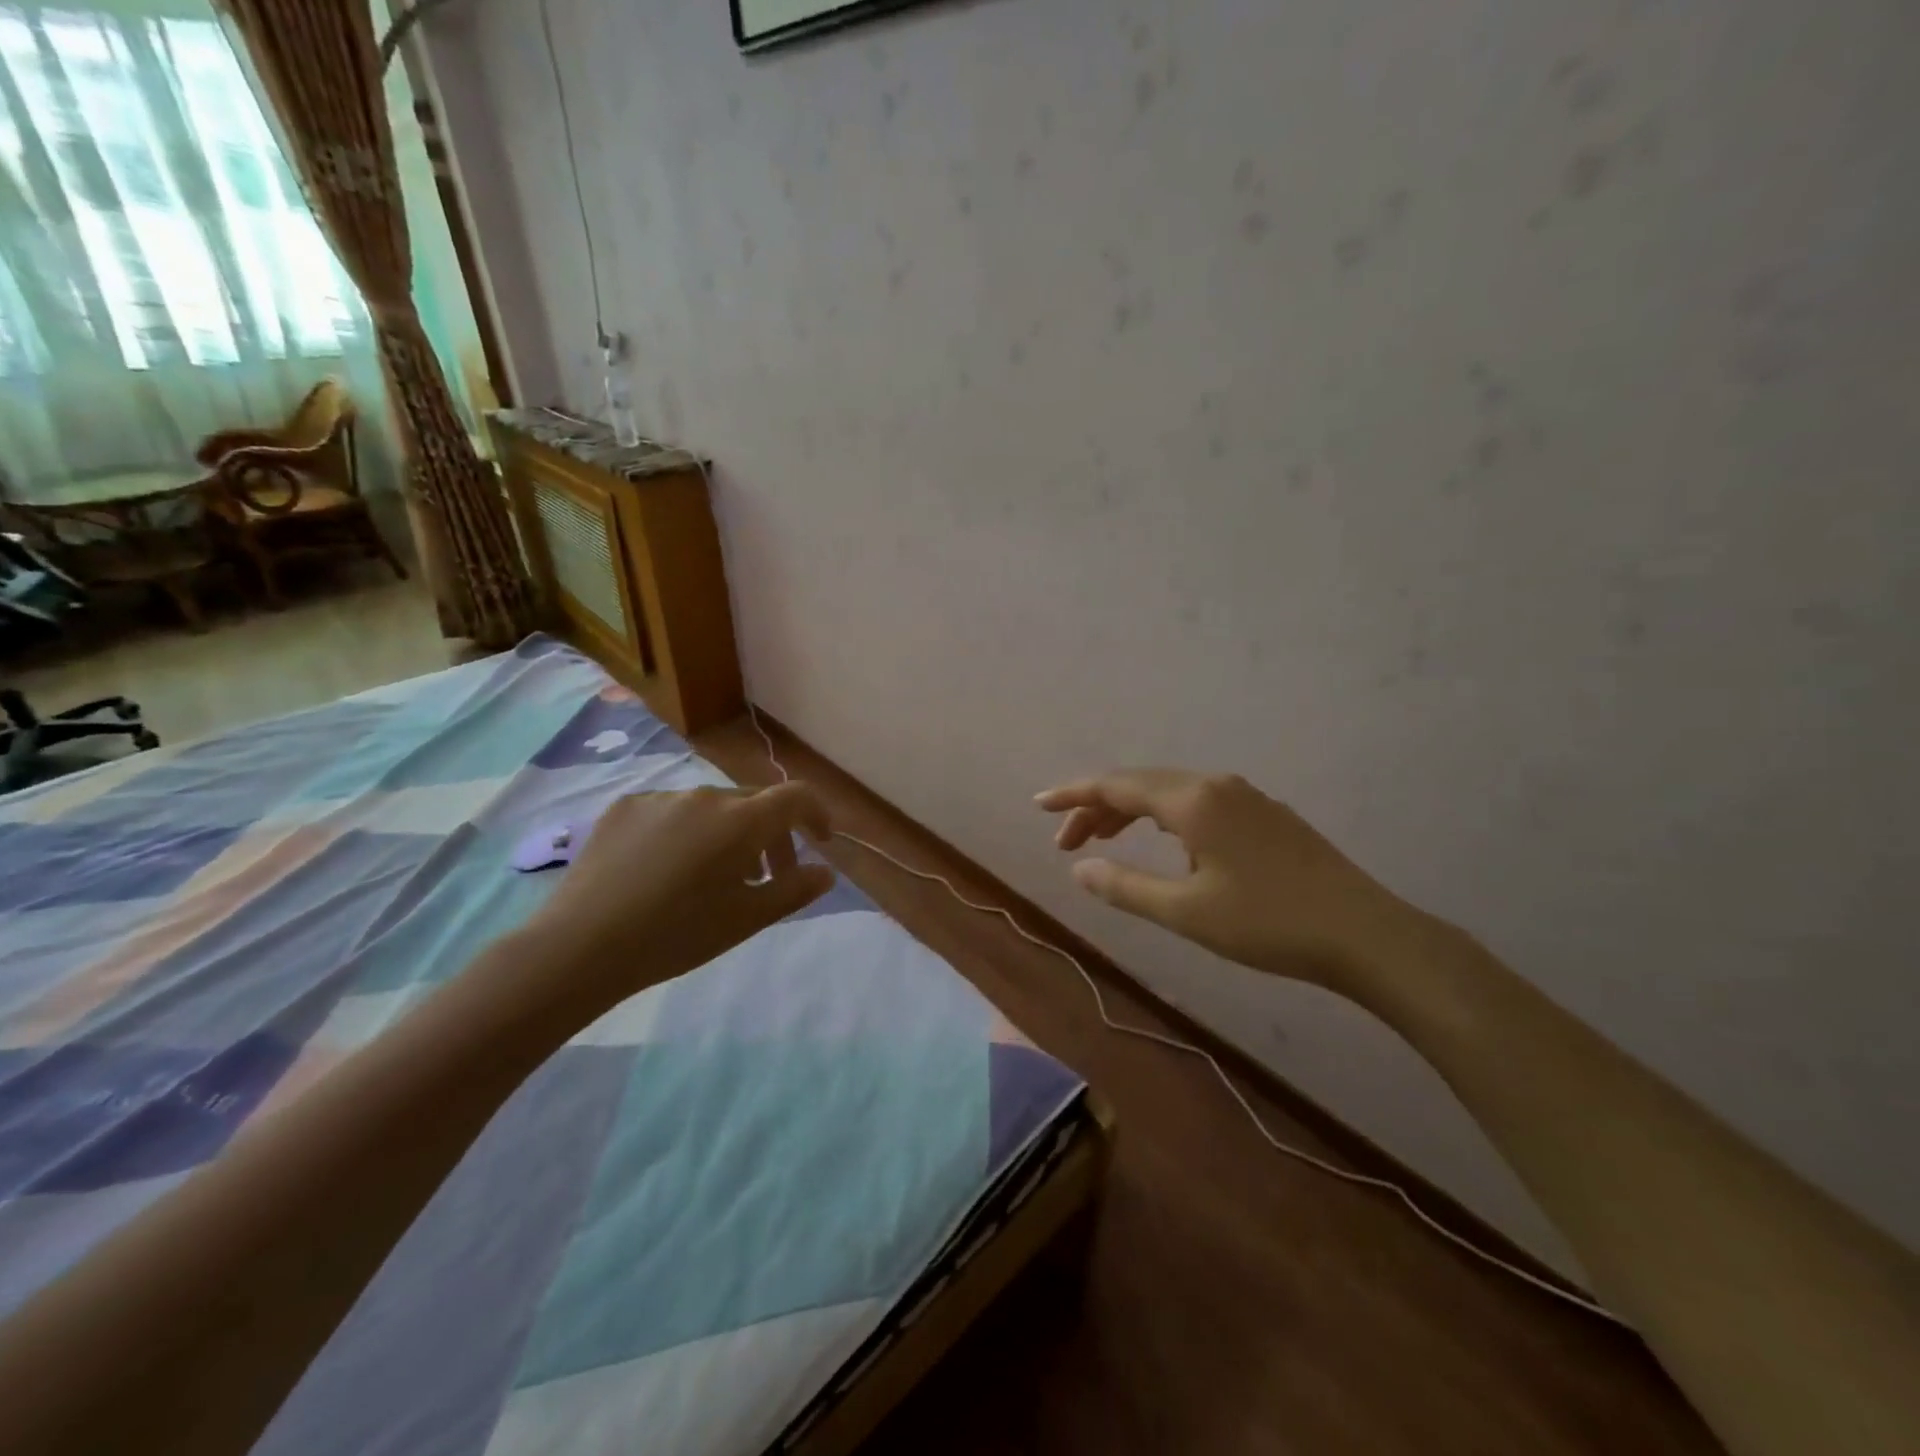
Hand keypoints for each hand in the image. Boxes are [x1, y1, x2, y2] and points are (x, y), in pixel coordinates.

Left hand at [510, 783, 834, 1027]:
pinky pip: (673, 811)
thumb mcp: (747, 919)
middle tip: (768, 876)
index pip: (795, 797)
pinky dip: (688, 832)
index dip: (816, 813)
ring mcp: (661, 797)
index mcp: (740, 820)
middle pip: (754, 802)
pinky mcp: (625, 808)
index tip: (820, 841)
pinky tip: (667, 869)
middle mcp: (704, 795)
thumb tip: (825, 871)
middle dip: (773, 833)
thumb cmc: (677, 935)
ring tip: (715, 876)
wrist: (581, 946)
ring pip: (713, 807)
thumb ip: (794, 889)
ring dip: (729, 833)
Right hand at [1036, 769, 1422, 995]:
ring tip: (1104, 842)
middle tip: (1066, 842)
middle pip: (1141, 784)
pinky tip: (1165, 845)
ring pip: (1171, 793)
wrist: (1366, 935)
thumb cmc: (1268, 923)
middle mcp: (1217, 786)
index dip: (1074, 795)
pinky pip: (1197, 804)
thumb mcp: (1186, 911)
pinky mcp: (1265, 816)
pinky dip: (1163, 819)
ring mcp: (1246, 798)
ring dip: (1131, 813)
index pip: (1117, 786)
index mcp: (1193, 801)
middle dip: (1098, 808)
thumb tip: (1080, 869)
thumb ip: (1125, 887)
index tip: (1039, 805)